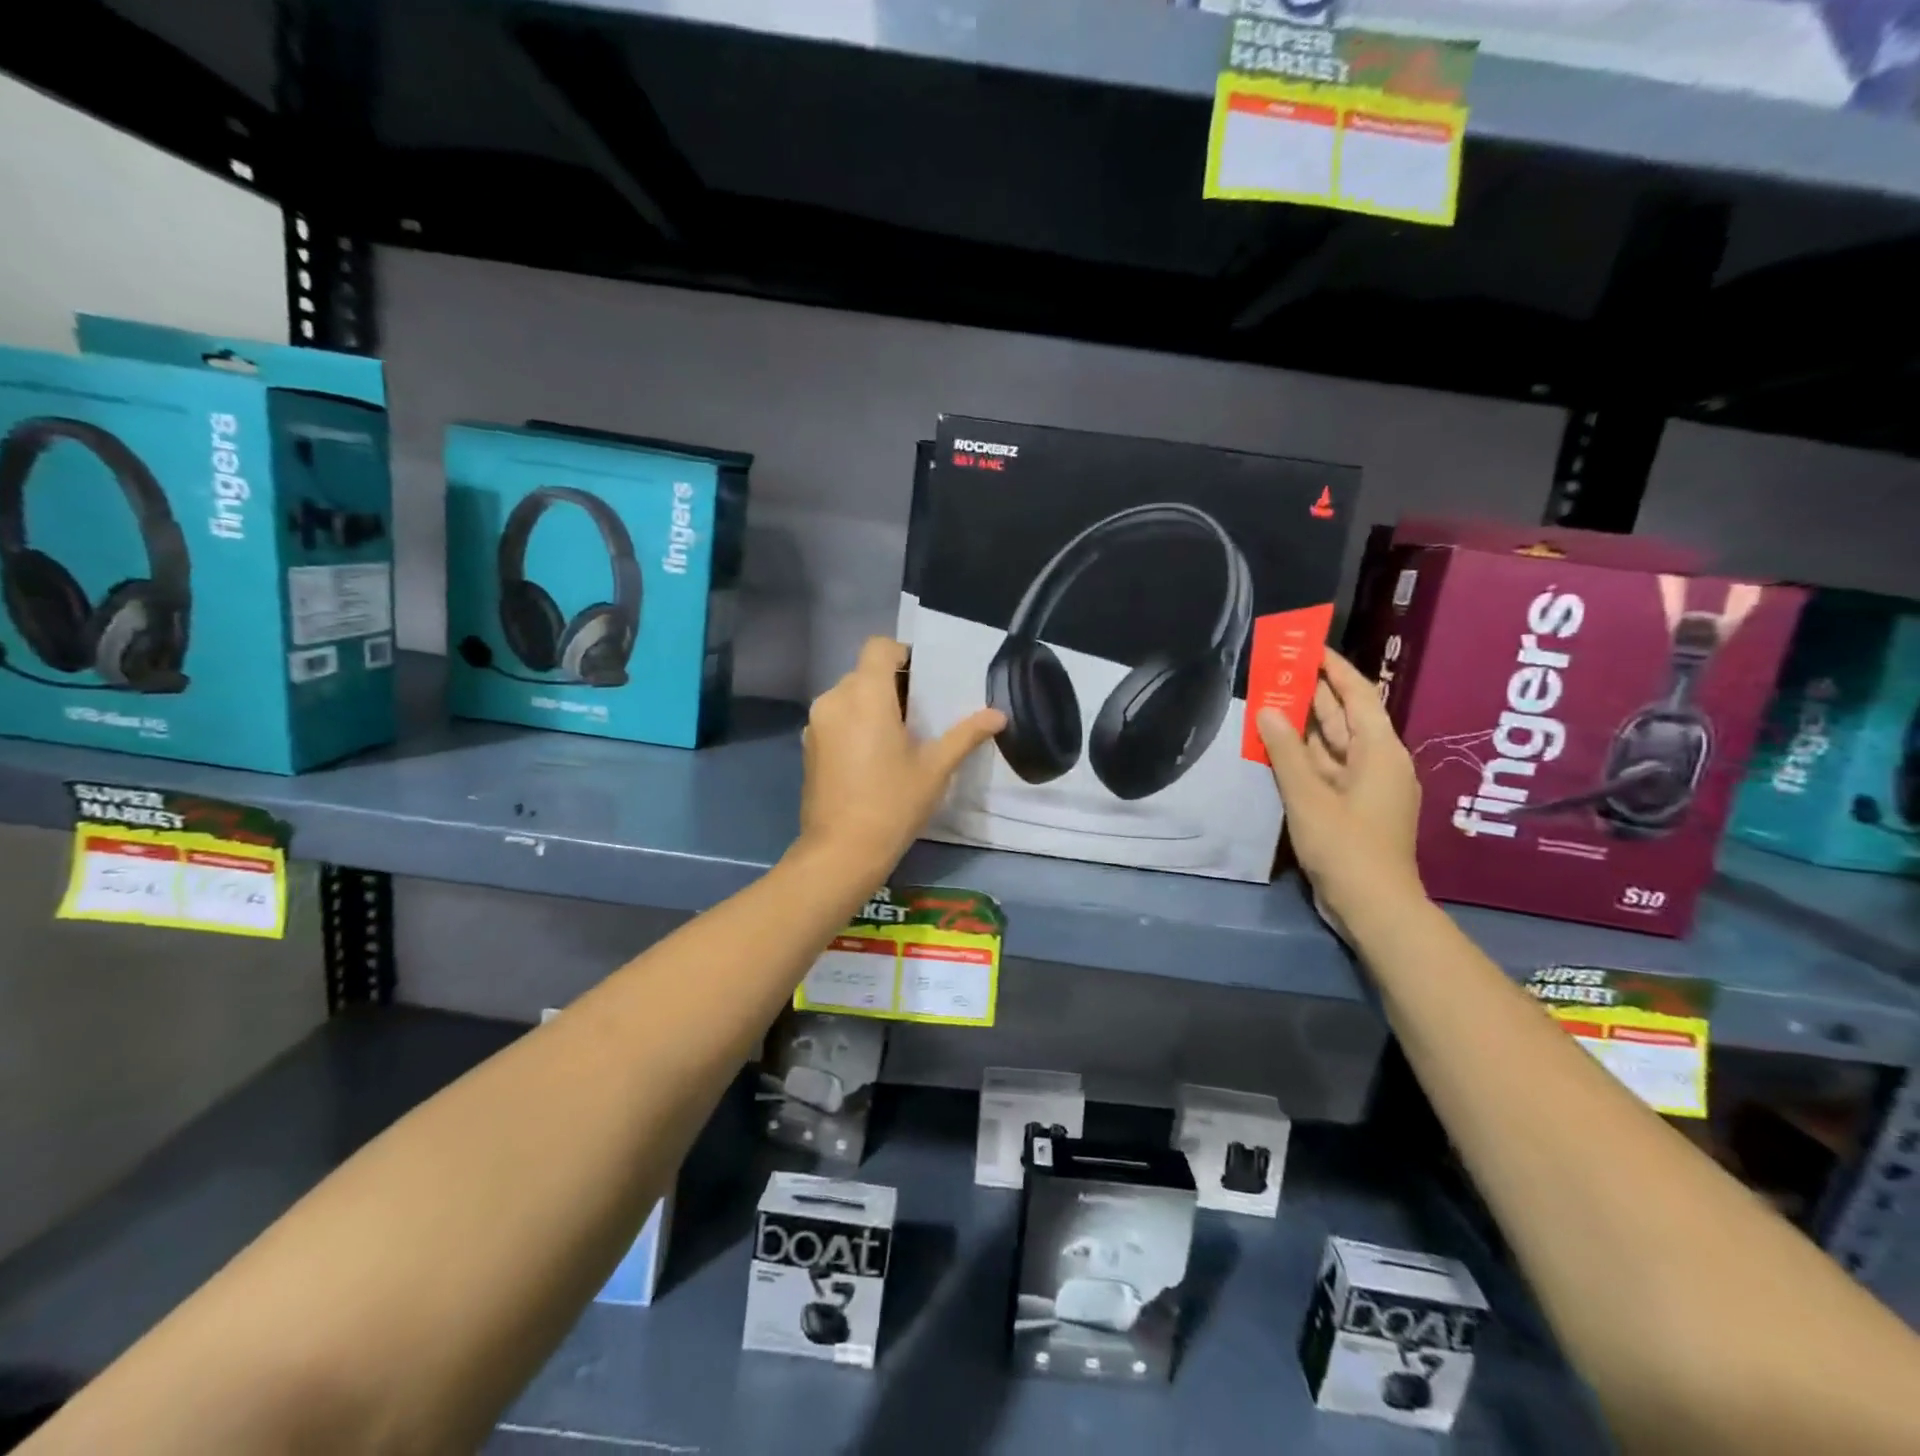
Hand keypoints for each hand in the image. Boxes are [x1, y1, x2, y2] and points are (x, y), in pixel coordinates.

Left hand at [797, 637, 1004, 876]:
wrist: (841, 851)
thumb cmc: (893, 803)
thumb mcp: (935, 768)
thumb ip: (965, 735)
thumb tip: (998, 715)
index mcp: (865, 695)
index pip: (879, 647)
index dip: (902, 654)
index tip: (923, 681)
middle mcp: (834, 699)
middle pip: (864, 672)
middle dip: (891, 684)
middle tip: (920, 713)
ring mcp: (816, 723)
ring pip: (848, 696)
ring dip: (871, 705)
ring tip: (898, 736)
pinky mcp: (808, 746)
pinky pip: (835, 719)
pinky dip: (854, 724)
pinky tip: (873, 756)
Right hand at [1257, 650, 1424, 928]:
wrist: (1374, 907)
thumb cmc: (1346, 847)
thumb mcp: (1309, 797)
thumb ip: (1286, 752)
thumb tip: (1268, 710)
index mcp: (1380, 752)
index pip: (1359, 696)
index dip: (1336, 669)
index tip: (1310, 646)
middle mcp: (1378, 763)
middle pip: (1344, 718)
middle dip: (1314, 693)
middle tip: (1280, 667)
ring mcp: (1366, 788)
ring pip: (1333, 745)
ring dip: (1305, 725)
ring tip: (1272, 697)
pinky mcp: (1352, 808)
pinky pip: (1326, 769)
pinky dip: (1304, 756)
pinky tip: (1278, 746)